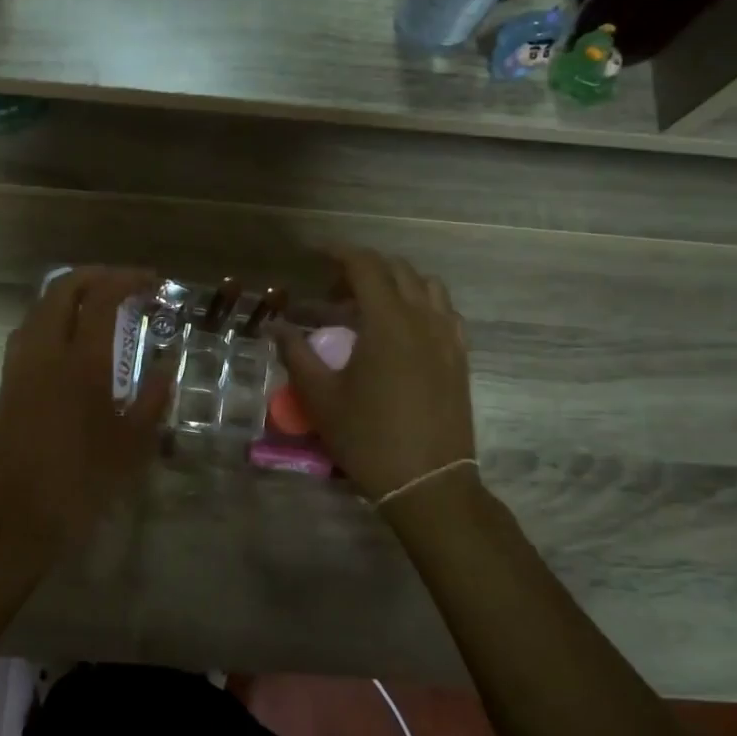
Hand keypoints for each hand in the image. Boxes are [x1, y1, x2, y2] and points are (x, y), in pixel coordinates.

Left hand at [0, 267, 171, 558]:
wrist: (18, 516)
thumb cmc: (83, 482)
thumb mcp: (133, 443)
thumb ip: (152, 397)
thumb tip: (168, 364)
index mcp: (82, 363)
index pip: (103, 297)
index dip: (128, 279)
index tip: (153, 281)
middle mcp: (45, 352)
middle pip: (62, 288)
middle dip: (95, 276)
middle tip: (125, 284)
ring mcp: (20, 365)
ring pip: (40, 307)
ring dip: (69, 294)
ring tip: (99, 306)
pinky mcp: (7, 383)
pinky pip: (28, 331)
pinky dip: (52, 317)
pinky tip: (71, 341)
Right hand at [276, 245, 476, 503]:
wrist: (427, 482)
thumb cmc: (368, 438)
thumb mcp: (321, 397)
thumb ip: (296, 354)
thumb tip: (275, 326)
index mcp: (387, 322)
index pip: (364, 265)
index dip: (338, 253)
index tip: (315, 256)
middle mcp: (423, 318)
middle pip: (396, 269)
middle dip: (362, 269)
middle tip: (334, 293)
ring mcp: (448, 337)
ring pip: (426, 286)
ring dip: (396, 282)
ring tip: (369, 306)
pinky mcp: (460, 357)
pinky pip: (444, 311)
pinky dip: (422, 304)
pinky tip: (404, 329)